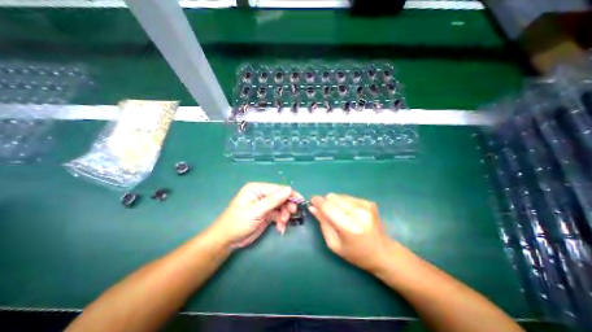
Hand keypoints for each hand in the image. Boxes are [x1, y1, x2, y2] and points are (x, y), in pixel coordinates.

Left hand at [210, 182, 302, 248]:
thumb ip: (273, 200)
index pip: (278, 188)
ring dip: (284, 215)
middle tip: (291, 214)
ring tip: (283, 224)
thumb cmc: (238, 222)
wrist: (227, 240)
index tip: (300, 201)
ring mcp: (264, 205)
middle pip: (281, 197)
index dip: (289, 194)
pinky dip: (281, 221)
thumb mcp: (256, 211)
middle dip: (287, 206)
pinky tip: (280, 228)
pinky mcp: (266, 214)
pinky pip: (278, 215)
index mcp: (257, 189)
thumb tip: (289, 189)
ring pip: (281, 206)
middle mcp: (262, 195)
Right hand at [307, 192, 393, 271]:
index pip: (328, 207)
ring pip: (339, 195)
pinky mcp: (369, 202)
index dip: (318, 202)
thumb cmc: (356, 253)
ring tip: (340, 215)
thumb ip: (323, 223)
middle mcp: (359, 212)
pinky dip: (344, 203)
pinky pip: (348, 197)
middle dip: (326, 202)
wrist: (383, 252)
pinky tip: (349, 214)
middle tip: (326, 212)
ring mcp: (365, 205)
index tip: (311, 201)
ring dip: (335, 202)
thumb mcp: (334, 244)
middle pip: (333, 197)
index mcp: (350, 227)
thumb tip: (312, 207)